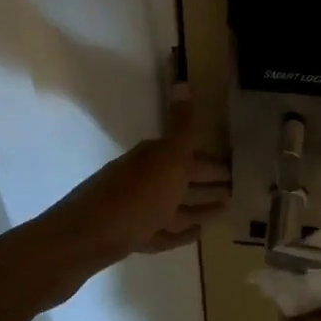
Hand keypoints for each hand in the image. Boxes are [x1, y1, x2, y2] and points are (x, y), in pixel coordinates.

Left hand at [48, 84, 229, 264]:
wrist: (83, 239)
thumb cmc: (134, 197)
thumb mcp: (166, 159)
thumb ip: (182, 127)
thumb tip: (184, 81)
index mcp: (153, 159)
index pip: (190, 156)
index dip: (214, 163)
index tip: (236, 169)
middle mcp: (144, 180)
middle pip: (182, 181)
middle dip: (207, 184)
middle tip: (237, 191)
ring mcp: (137, 210)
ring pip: (174, 207)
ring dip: (199, 208)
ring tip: (224, 212)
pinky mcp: (131, 237)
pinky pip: (163, 232)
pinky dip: (180, 232)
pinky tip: (198, 234)